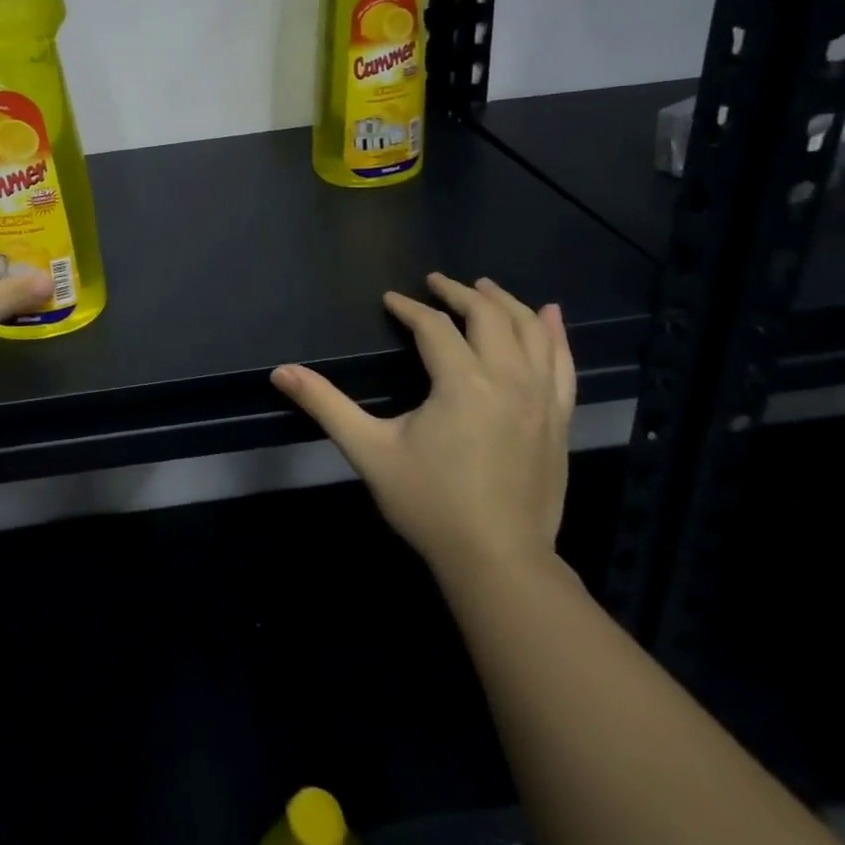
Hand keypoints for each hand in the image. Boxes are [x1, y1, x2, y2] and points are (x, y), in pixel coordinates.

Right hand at [272, 275, 576, 583]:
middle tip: (434, 282)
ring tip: (484, 286)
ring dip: (505, 302)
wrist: (499, 561)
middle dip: (458, 293)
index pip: (434, 326)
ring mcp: (542, 398)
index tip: (389, 300)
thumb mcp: (369, 451)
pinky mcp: (559, 418)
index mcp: (462, 382)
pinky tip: (549, 315)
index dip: (408, 308)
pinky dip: (555, 333)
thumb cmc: (430, 503)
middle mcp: (508, 379)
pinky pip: (564, 362)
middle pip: (487, 316)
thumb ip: (326, 405)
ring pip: (530, 331)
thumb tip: (280, 372)